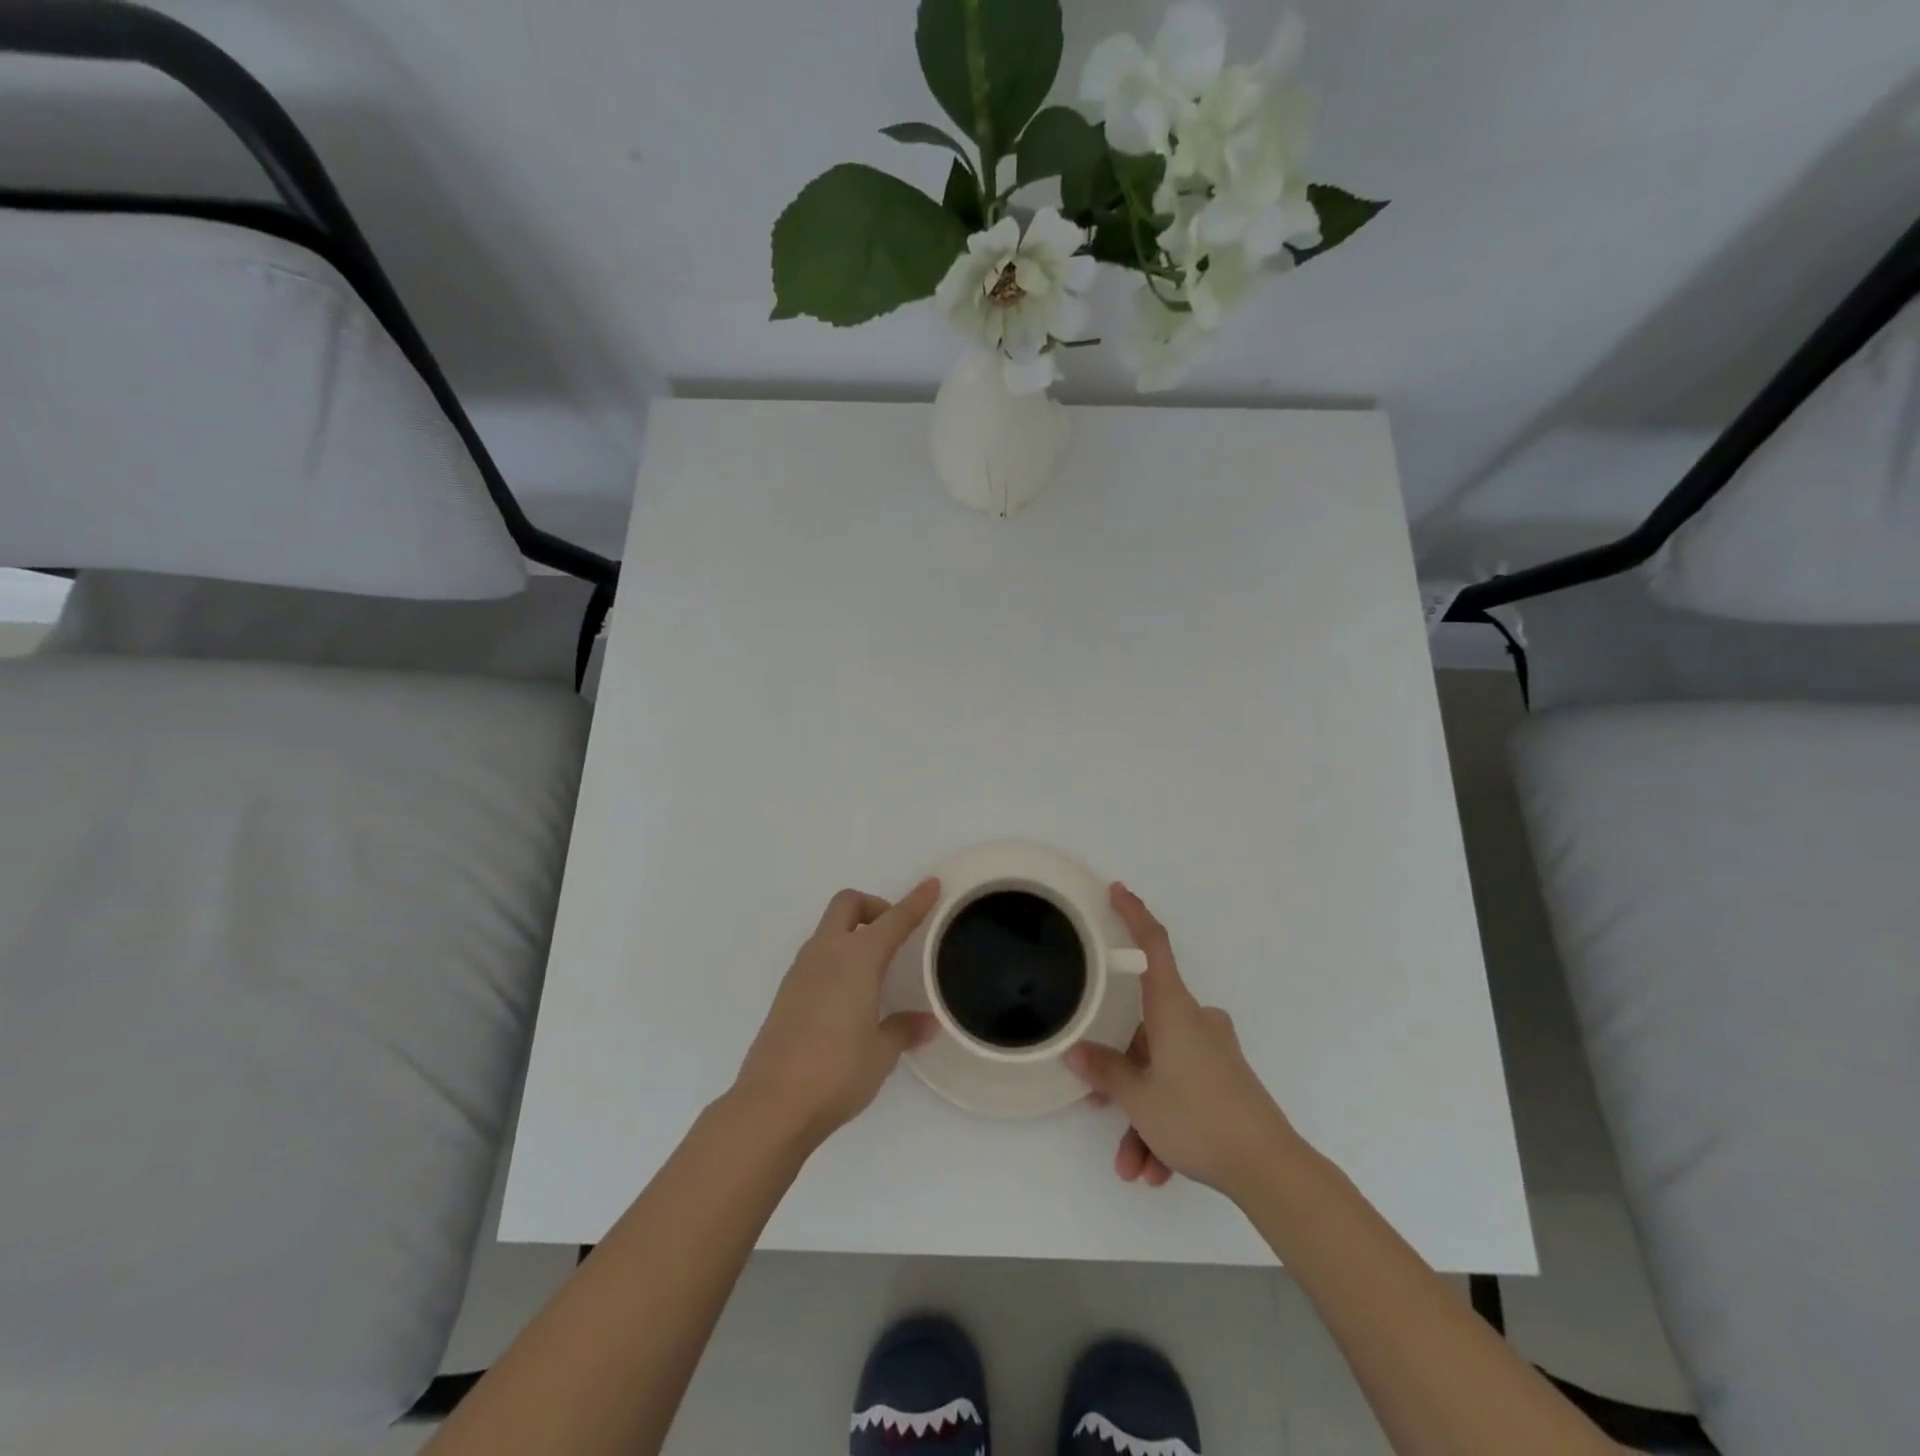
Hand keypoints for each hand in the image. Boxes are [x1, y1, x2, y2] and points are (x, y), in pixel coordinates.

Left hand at [731, 880, 939, 1147]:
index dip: (915, 902)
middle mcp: (826, 953)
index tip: (932, 885)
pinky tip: (848, 994)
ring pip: (828, 929)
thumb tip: (926, 1022)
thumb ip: (903, 1029)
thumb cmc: (837, 1072)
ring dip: (852, 932)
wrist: (772, 1105)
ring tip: (875, 967)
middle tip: (893, 933)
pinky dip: (836, 958)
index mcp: (857, 958)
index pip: (893, 920)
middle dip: (873, 906)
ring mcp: (800, 971)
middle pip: (847, 904)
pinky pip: (816, 957)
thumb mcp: (881, 1052)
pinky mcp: (785, 993)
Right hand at [1066, 884, 1296, 1198]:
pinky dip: (1165, 1124)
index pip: (1153, 946)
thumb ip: (1105, 1071)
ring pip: (1161, 1070)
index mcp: (1174, 1009)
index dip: (1134, 915)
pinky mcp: (1225, 1080)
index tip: (1118, 890)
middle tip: (1099, 1105)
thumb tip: (1076, 1053)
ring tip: (1133, 1165)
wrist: (1270, 1169)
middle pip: (1145, 1030)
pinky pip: (1182, 1090)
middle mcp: (1195, 1021)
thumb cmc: (1197, 1117)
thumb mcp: (1138, 1097)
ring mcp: (1213, 1051)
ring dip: (1142, 1115)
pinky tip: (1156, 1170)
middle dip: (1122, 1073)